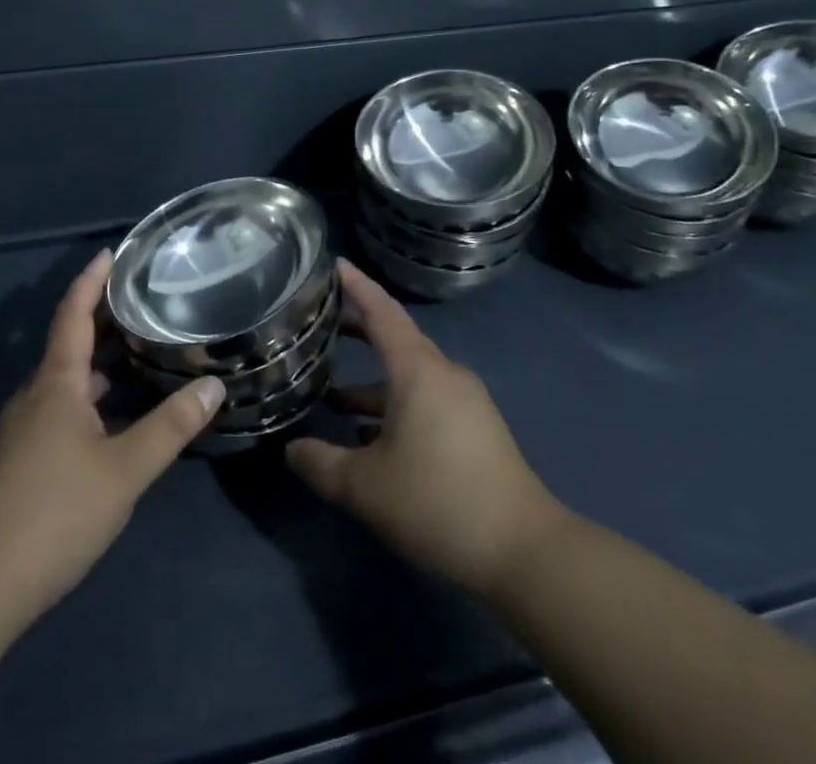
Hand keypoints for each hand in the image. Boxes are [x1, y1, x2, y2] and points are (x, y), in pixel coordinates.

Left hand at [0, 251, 223, 624]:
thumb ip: (171, 427)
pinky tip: (119, 413)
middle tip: (146, 299)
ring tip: (142, 349)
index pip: (73, 313)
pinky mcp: (23, 456)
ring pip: (67, 377)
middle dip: (104, 318)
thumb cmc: (54, 512)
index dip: (91, 280)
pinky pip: (63, 405)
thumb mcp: (124, 470)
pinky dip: (92, 393)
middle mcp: (36, 393)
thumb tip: (215, 385)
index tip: (111, 253)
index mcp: (56, 381)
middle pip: (71, 341)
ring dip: (101, 359)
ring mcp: (25, 426)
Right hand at [286, 261, 567, 599]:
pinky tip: (374, 439)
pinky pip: (427, 400)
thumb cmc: (437, 501)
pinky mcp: (476, 430)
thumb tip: (292, 450)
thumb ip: (321, 464)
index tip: (336, 264)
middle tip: (323, 324)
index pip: (382, 312)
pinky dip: (396, 406)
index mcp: (417, 370)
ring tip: (335, 398)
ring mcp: (464, 402)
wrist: (524, 551)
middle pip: (397, 339)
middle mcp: (443, 374)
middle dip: (360, 330)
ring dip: (374, 382)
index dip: (357, 286)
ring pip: (410, 376)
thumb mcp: (365, 487)